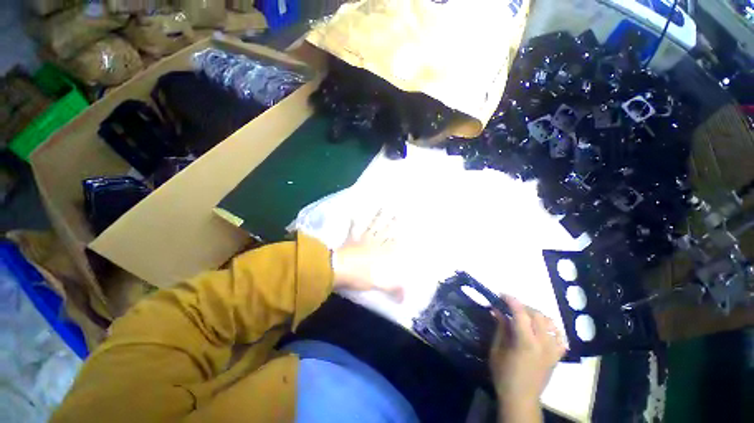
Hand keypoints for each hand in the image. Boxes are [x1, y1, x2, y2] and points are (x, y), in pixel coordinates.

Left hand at [331, 210, 403, 301]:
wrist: (336, 269)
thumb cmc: (358, 276)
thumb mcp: (376, 284)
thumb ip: (391, 289)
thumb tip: (405, 297)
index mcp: (380, 254)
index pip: (392, 245)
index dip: (398, 238)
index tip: (405, 231)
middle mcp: (373, 244)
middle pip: (384, 232)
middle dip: (392, 223)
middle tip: (398, 212)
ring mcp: (361, 240)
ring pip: (372, 226)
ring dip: (377, 217)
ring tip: (382, 206)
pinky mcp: (350, 240)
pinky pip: (352, 229)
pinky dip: (353, 221)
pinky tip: (353, 213)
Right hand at [490, 295, 566, 421]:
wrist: (521, 398)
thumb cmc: (504, 374)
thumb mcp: (497, 349)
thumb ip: (500, 328)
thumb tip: (497, 310)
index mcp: (526, 342)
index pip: (521, 313)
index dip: (511, 300)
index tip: (501, 294)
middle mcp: (543, 344)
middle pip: (537, 315)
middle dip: (523, 306)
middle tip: (510, 306)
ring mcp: (553, 351)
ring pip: (550, 323)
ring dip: (537, 315)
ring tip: (525, 315)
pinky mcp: (557, 357)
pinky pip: (560, 337)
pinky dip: (551, 328)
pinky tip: (542, 329)